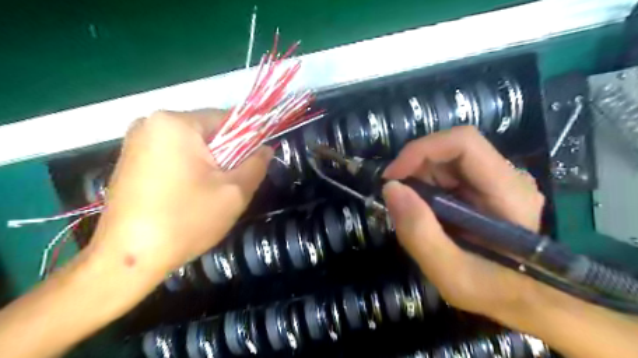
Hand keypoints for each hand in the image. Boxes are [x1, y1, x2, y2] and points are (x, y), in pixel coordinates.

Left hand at [87, 110, 270, 279]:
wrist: (128, 259)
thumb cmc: (186, 220)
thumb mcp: (235, 192)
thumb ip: (257, 164)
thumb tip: (266, 148)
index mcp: (176, 123)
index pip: (228, 119)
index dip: (248, 140)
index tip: (253, 164)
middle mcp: (151, 123)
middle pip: (208, 133)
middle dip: (226, 156)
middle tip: (231, 185)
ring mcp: (136, 141)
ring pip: (192, 146)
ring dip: (208, 165)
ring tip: (210, 194)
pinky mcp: (129, 160)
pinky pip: (173, 156)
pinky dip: (189, 170)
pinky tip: (188, 196)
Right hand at [381, 128, 544, 320]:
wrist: (523, 299)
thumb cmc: (493, 291)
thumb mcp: (451, 274)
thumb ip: (419, 233)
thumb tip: (390, 188)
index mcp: (508, 191)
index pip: (463, 142)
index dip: (421, 150)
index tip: (392, 177)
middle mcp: (507, 176)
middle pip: (451, 149)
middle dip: (415, 169)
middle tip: (397, 199)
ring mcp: (497, 179)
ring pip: (446, 159)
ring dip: (419, 179)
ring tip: (413, 211)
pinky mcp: (486, 186)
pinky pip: (448, 172)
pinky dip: (427, 186)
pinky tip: (426, 211)